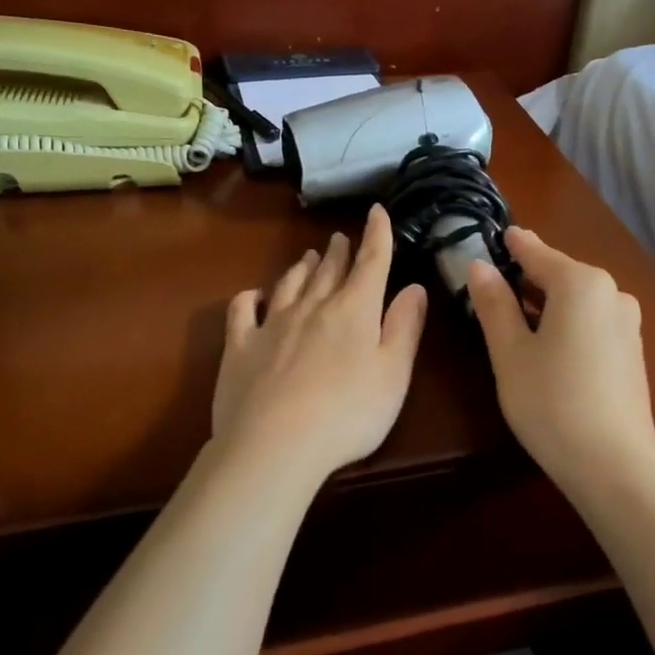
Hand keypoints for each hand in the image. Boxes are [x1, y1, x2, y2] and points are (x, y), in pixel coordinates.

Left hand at [212, 204, 428, 484]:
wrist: (275, 444)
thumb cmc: (348, 413)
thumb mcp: (393, 373)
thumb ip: (405, 327)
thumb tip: (414, 286)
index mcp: (354, 310)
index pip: (371, 262)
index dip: (377, 235)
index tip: (376, 210)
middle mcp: (312, 307)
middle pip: (328, 270)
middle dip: (338, 252)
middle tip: (340, 238)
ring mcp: (272, 325)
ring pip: (290, 284)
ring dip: (301, 267)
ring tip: (308, 256)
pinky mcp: (240, 347)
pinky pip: (243, 311)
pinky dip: (250, 298)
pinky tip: (254, 295)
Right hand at [468, 228, 654, 493]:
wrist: (614, 465)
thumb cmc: (551, 402)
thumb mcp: (510, 352)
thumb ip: (494, 303)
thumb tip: (479, 266)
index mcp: (581, 284)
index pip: (536, 252)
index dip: (511, 245)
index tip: (493, 235)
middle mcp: (612, 293)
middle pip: (560, 275)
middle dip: (527, 277)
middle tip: (492, 284)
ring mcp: (628, 323)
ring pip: (577, 300)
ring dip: (547, 302)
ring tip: (515, 316)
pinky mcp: (632, 351)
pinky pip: (592, 322)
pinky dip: (567, 322)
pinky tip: (548, 345)